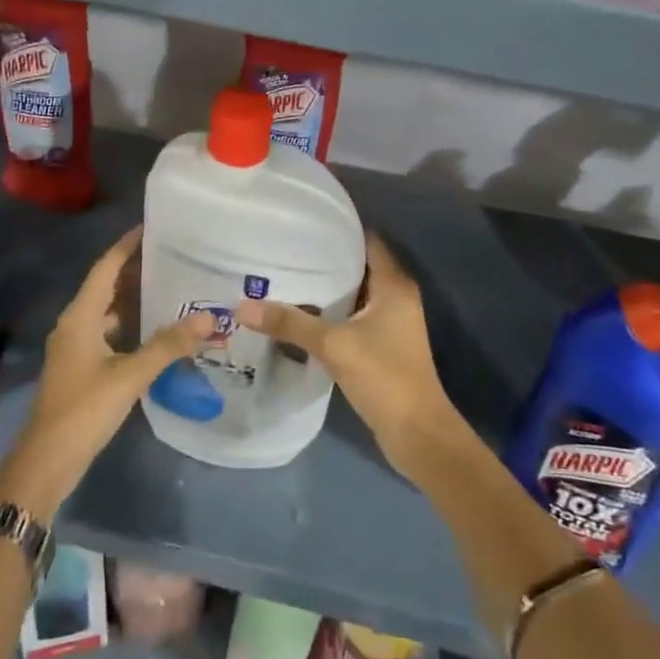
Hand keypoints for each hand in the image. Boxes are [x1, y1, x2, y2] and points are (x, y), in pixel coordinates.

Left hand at [0, 227, 208, 522]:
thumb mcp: (130, 376)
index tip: (152, 226)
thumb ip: (167, 345)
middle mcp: (75, 324)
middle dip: (136, 269)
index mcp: (80, 316)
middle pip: (107, 286)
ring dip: (134, 298)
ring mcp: (76, 347)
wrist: (46, 462)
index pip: (105, 268)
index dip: (126, 246)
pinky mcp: (82, 367)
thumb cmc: (84, 410)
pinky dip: (131, 324)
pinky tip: (156, 329)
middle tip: (173, 254)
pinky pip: (109, 332)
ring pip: (108, 311)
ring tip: (171, 285)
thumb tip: (207, 318)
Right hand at [237, 234, 464, 480]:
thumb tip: (242, 306)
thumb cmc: (383, 376)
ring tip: (285, 277)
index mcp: (393, 285)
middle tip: (285, 251)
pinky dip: (331, 313)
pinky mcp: (382, 345)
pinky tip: (301, 314)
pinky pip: (353, 317)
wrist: (417, 433)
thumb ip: (290, 323)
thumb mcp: (333, 345)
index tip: (304, 225)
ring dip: (327, 289)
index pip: (367, 241)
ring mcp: (391, 322)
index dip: (339, 231)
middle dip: (325, 260)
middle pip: (358, 266)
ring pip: (355, 294)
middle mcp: (396, 297)